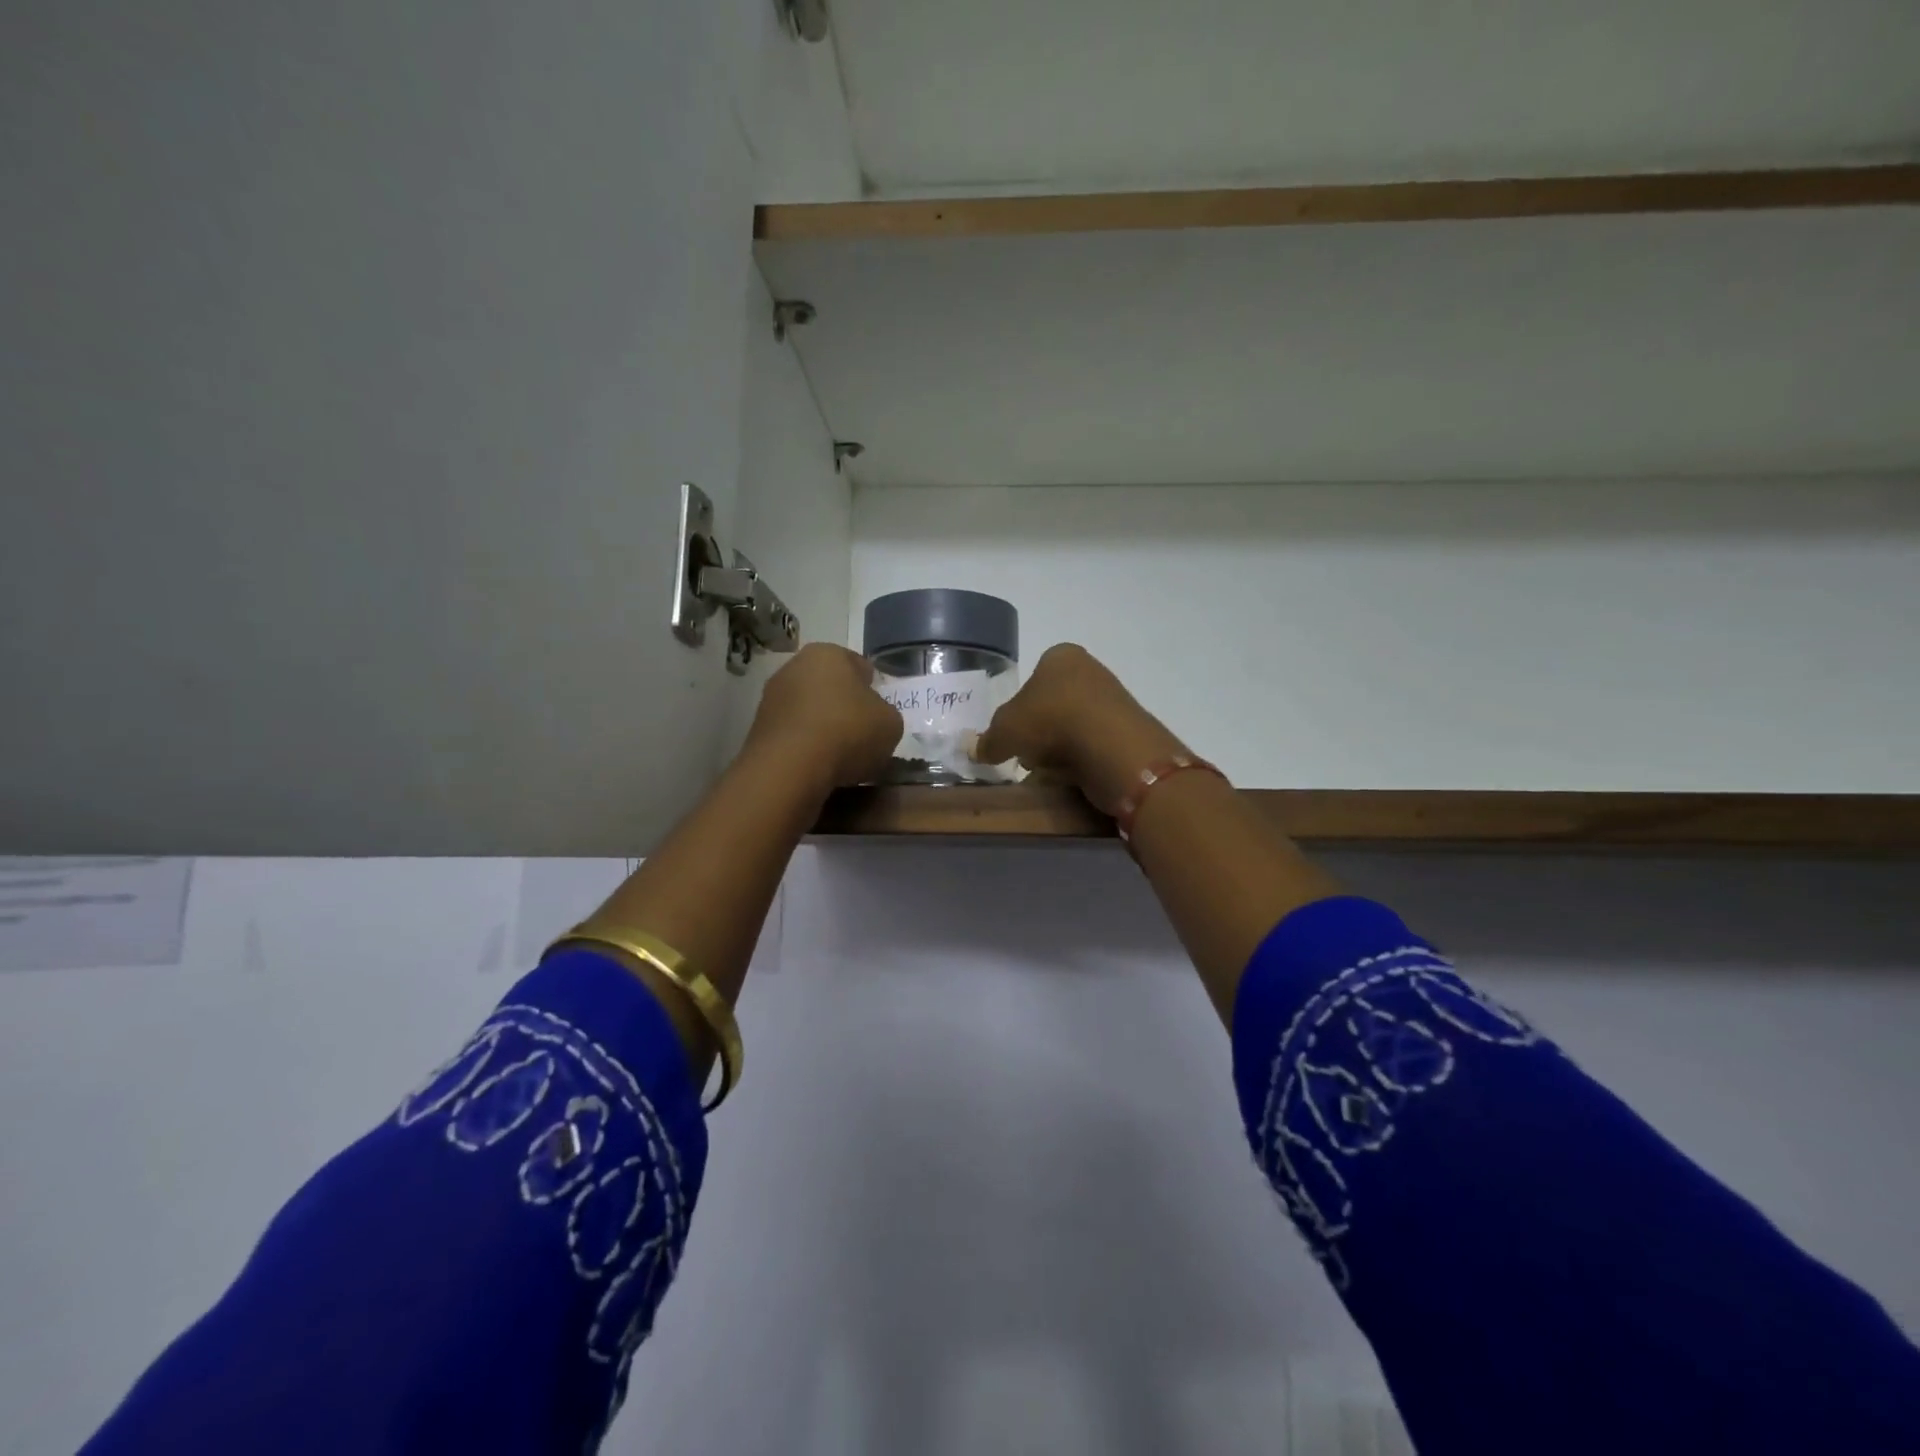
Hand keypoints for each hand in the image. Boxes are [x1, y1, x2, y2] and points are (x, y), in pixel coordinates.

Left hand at [743, 643, 900, 794]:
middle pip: (830, 686)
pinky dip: (804, 745)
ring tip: (839, 755)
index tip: (879, 714)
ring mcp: (771, 696)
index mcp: (829, 653)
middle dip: (844, 706)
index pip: (860, 666)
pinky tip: (817, 765)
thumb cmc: (848, 732)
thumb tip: (874, 718)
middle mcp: (794, 666)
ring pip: (808, 709)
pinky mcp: (757, 728)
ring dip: (822, 726)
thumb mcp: (891, 723)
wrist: (790, 768)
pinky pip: (792, 733)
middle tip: (862, 734)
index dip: (874, 690)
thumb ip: (886, 714)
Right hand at [973, 644, 1186, 813]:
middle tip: (1027, 755)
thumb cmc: (1051, 721)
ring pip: (1073, 727)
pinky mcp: (1127, 731)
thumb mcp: (1004, 731)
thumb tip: (975, 750)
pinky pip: (1093, 746)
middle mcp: (1090, 670)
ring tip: (1048, 770)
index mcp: (1061, 656)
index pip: (1033, 678)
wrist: (1112, 747)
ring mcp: (1113, 700)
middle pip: (1053, 705)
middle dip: (1039, 732)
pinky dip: (1081, 761)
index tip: (1013, 734)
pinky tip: (1071, 776)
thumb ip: (987, 740)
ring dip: (1059, 749)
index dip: (1018, 708)